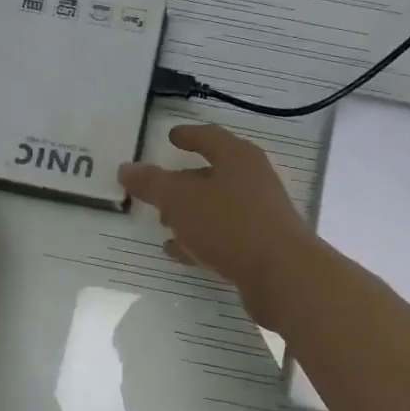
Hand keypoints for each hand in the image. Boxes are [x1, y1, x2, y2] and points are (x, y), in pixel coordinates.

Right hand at [118, 124, 319, 327]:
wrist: (282, 275)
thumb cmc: (230, 224)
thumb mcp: (181, 200)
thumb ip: (152, 183)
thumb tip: (126, 168)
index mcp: (238, 158)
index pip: (209, 137)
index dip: (188, 135)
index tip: (171, 136)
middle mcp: (253, 181)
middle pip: (214, 173)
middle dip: (184, 181)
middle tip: (157, 189)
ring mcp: (259, 214)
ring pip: (217, 207)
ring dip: (190, 213)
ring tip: (162, 223)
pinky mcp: (260, 246)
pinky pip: (223, 236)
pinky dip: (200, 239)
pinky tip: (179, 251)